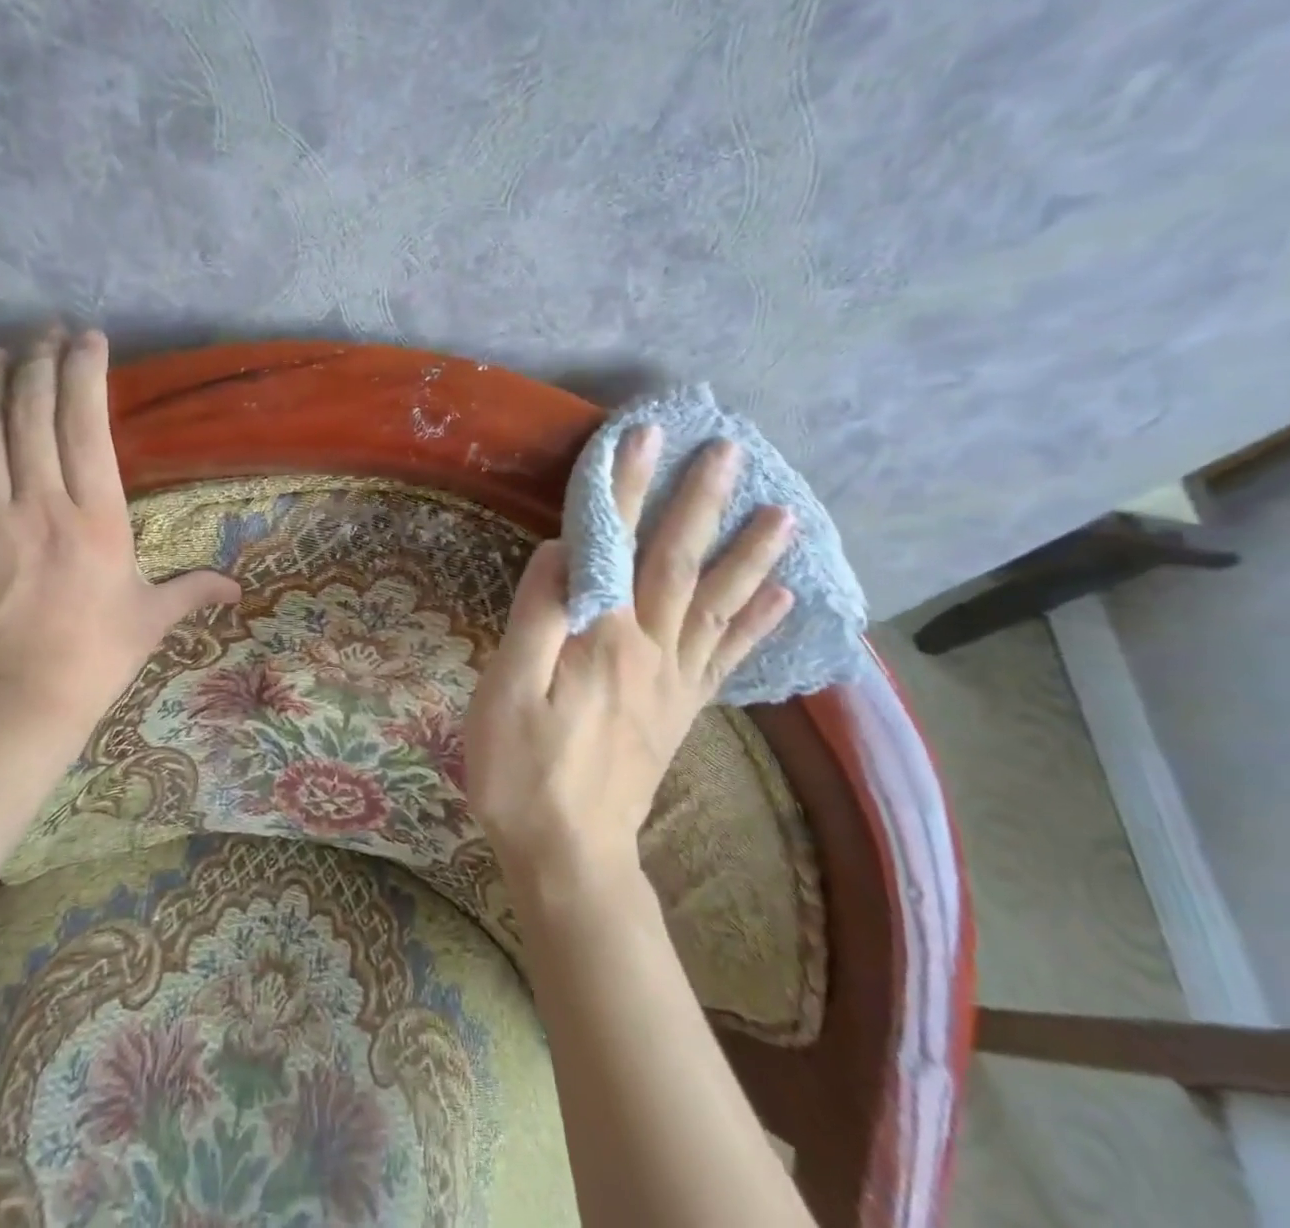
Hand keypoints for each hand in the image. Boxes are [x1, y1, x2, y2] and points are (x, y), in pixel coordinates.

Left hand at [0, 331, 240, 743]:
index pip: (87, 424)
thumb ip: (194, 590)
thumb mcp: (152, 619)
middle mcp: (39, 503)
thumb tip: (236, 589)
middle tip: (43, 333)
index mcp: (95, 515)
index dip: (85, 373)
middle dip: (38, 363)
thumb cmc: (95, 658)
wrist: (17, 706)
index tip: (87, 339)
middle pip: (32, 415)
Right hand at [463, 430, 795, 890]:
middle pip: (679, 565)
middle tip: (731, 454)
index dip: (626, 488)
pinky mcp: (683, 710)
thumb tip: (558, 553)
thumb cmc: (522, 771)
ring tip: (784, 514)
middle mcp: (650, 651)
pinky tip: (781, 597)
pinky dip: (756, 623)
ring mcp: (674, 682)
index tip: (644, 435)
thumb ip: (535, 618)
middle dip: (701, 503)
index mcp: (602, 640)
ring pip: (718, 605)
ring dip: (749, 555)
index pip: (614, 547)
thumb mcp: (505, 692)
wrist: (571, 854)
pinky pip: (728, 658)